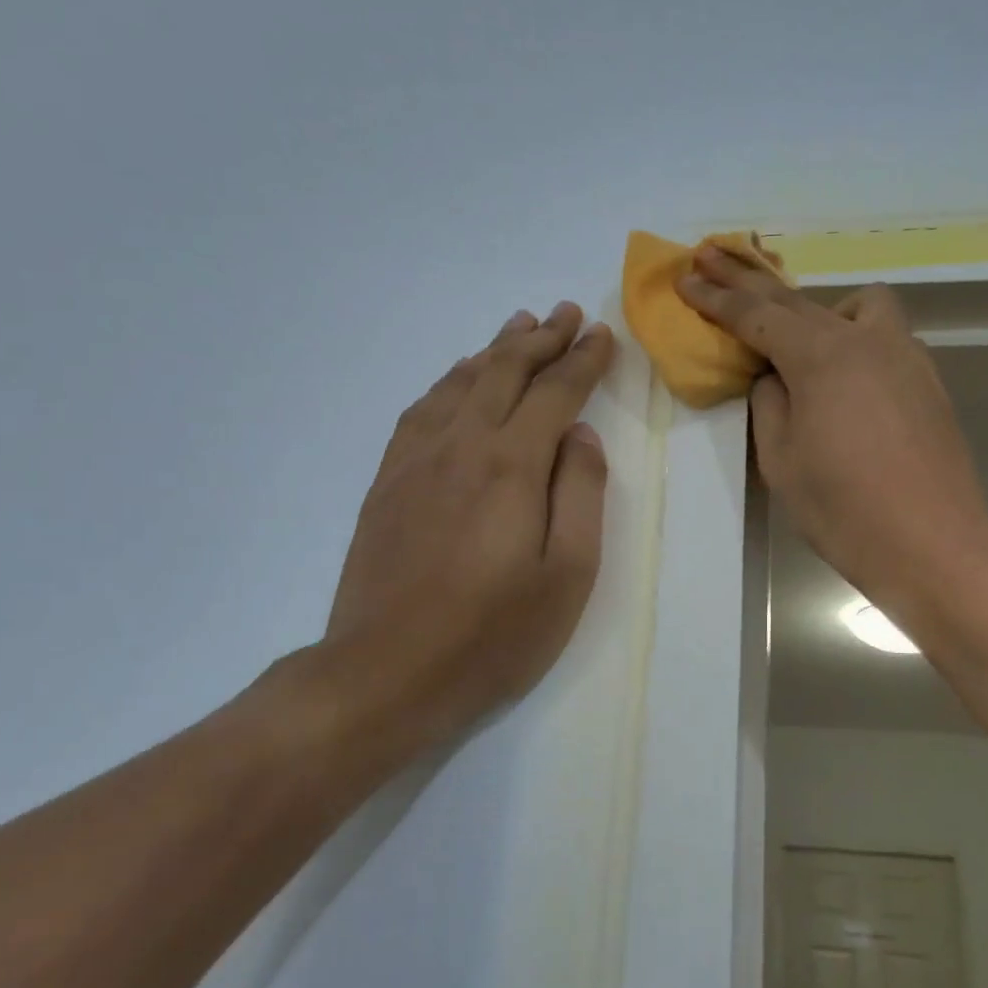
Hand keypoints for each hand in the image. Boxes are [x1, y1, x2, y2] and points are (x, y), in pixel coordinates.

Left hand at [317, 302, 615, 761]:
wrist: (385, 674)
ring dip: (495, 351)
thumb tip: (579, 435)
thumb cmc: (493, 634)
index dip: (582, 360)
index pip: (555, 392)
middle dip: (542, 338)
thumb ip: (580, 493)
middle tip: (568, 314)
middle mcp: (461, 445)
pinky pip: (422, 410)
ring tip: (519, 326)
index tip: (602, 334)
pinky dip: (450, 382)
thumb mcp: (568, 574)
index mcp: (511, 464)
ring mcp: (416, 460)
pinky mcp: (388, 482)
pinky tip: (459, 379)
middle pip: (505, 373)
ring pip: (460, 383)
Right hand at [678, 248, 987, 626]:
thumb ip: (770, 405)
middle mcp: (865, 339)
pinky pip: (882, 337)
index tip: (685, 277)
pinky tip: (844, 377)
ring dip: (817, 309)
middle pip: (797, 298)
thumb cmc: (844, 509)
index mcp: (821, 356)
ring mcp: (905, 356)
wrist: (934, 544)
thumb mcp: (781, 460)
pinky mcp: (927, 380)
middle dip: (749, 278)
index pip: (756, 315)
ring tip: (796, 340)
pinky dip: (852, 338)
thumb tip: (776, 378)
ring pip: (857, 306)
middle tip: (712, 255)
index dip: (716, 297)